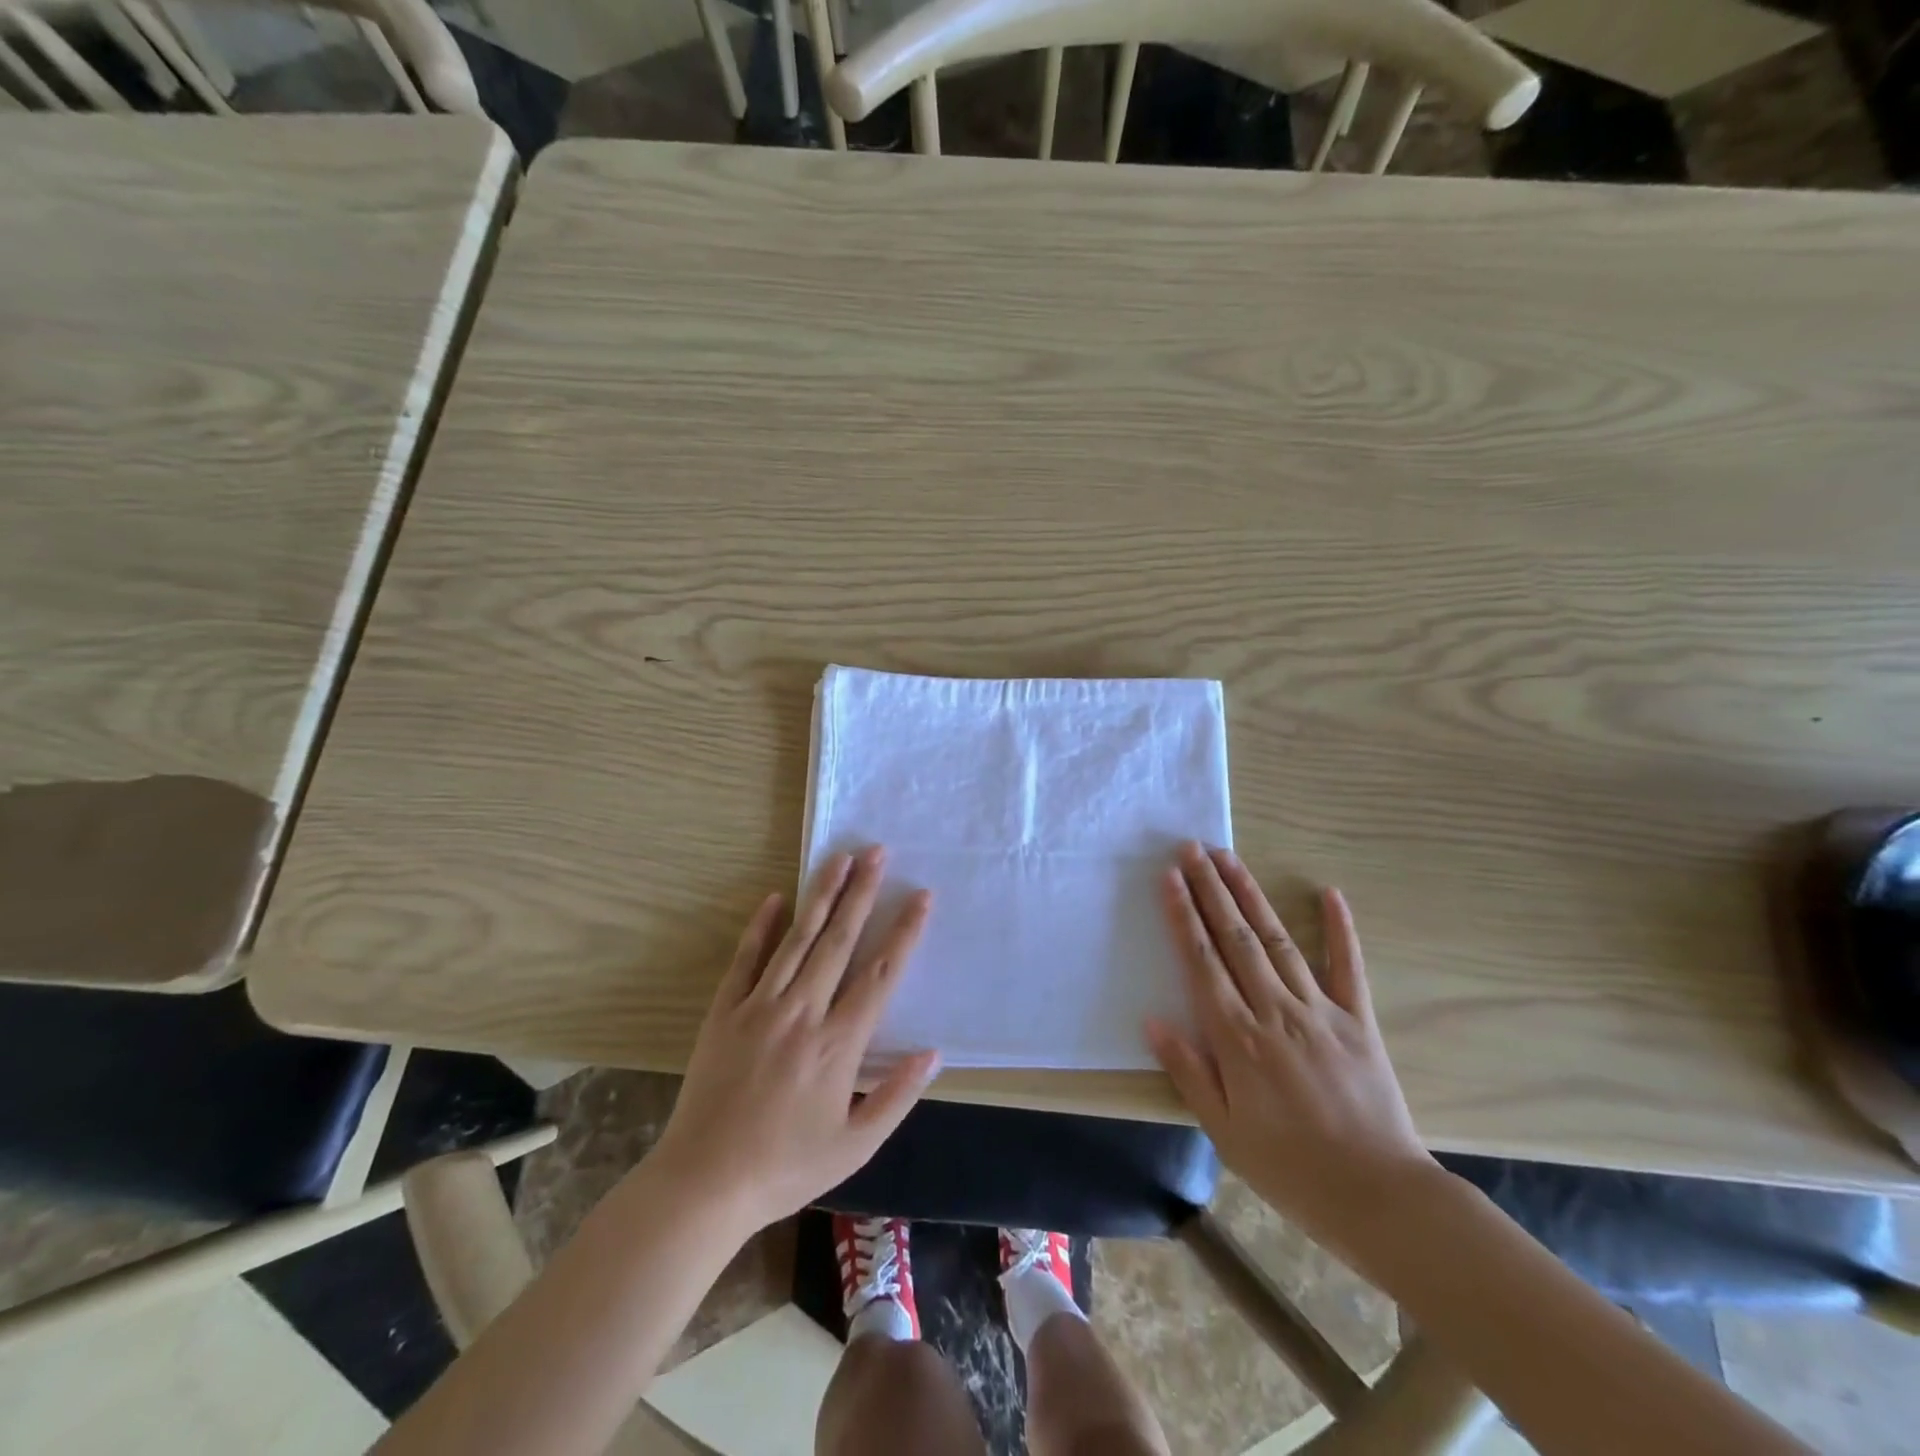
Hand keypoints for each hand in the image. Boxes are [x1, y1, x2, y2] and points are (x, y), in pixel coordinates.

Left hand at [650, 846, 939, 1232]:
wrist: (703, 1185)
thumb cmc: (786, 1168)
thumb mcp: (855, 1146)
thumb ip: (897, 1097)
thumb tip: (933, 1052)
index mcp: (839, 1044)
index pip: (881, 974)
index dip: (905, 932)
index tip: (921, 896)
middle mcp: (803, 1013)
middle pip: (839, 941)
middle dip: (862, 893)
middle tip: (877, 852)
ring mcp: (760, 1007)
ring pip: (798, 939)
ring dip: (821, 896)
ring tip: (840, 859)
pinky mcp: (725, 1012)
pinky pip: (747, 960)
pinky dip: (762, 927)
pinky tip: (776, 897)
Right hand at [1145, 842, 1438, 1253]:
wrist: (1380, 1197)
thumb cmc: (1290, 1168)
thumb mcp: (1224, 1130)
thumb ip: (1188, 1071)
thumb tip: (1153, 1021)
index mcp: (1237, 1036)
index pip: (1201, 961)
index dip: (1183, 915)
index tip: (1169, 877)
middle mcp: (1274, 1010)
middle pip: (1235, 937)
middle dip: (1210, 889)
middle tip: (1192, 848)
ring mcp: (1320, 1010)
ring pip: (1278, 939)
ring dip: (1251, 895)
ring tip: (1230, 858)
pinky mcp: (1359, 1020)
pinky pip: (1348, 967)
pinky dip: (1340, 928)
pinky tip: (1330, 893)